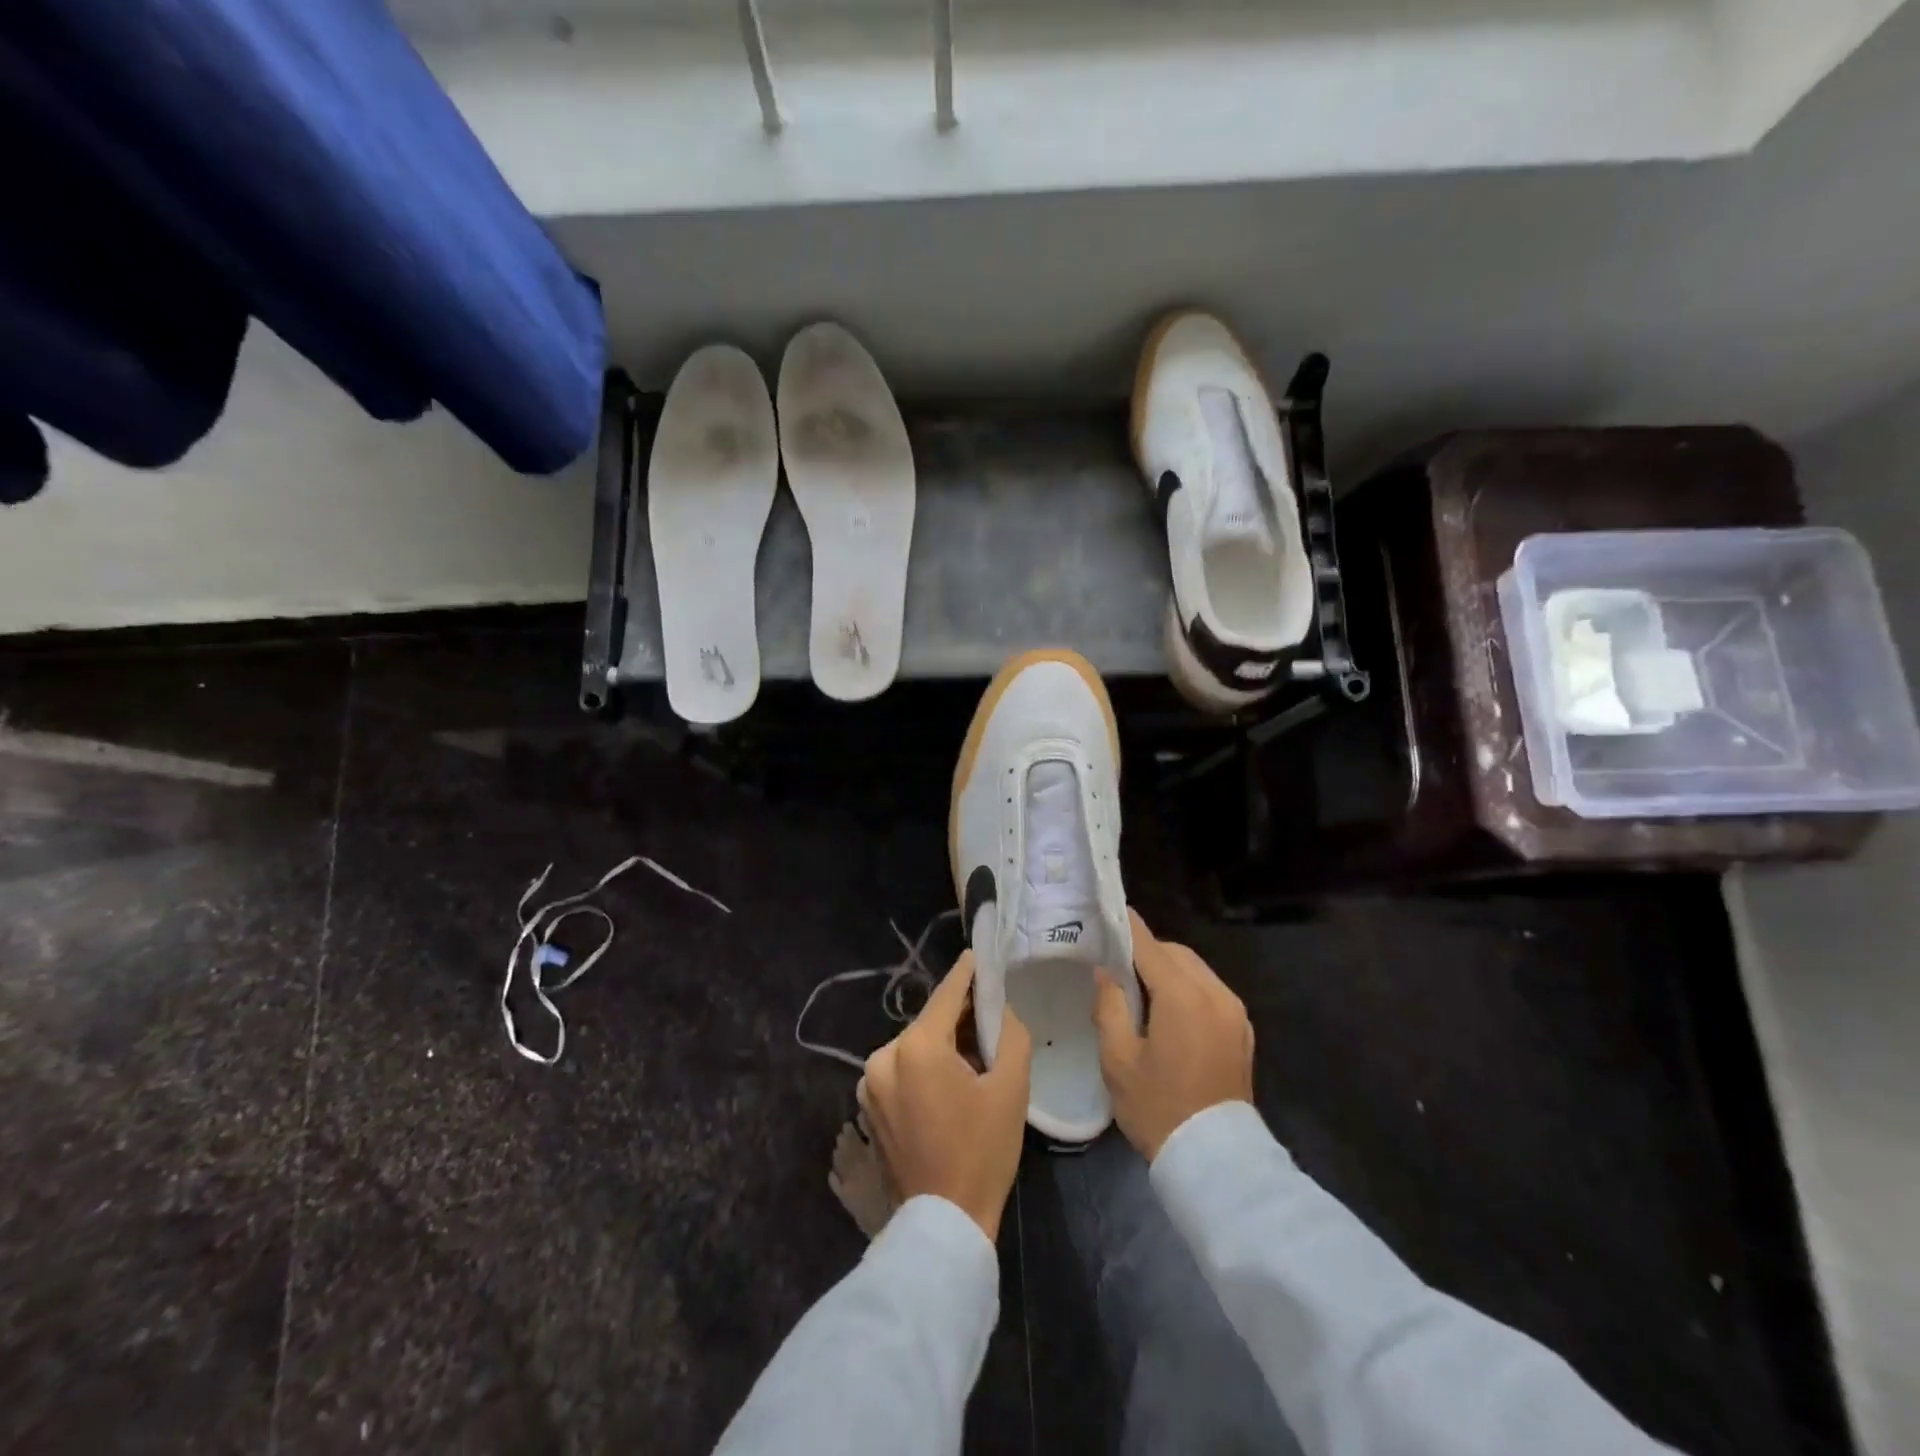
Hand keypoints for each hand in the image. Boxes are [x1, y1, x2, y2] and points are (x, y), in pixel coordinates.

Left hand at [859, 950, 1032, 1241]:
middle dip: (958, 1014)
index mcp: (916, 1047)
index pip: (946, 995)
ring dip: (941, 1042)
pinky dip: (924, 1065)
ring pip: (915, 1046)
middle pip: (929, 1022)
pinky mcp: (869, 1106)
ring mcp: (871, 1083)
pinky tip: (950, 1077)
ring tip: (973, 1048)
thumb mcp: (1010, 1088)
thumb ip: (1009, 1034)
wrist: (944, 1223)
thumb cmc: (982, 1152)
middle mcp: (884, 1056)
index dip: (966, 974)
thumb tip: (1003, 1006)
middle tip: (989, 1009)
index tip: (979, 954)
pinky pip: (902, 1069)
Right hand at [1093, 909, 1253, 1160]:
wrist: (1216, 1161)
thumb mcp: (1118, 1059)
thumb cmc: (1158, 1108)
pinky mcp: (1242, 1030)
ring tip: (1140, 986)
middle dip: (1147, 951)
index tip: (1109, 911)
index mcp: (1183, 997)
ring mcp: (1234, 1012)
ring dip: (1169, 969)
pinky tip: (1168, 1009)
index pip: (1150, 946)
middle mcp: (1215, 994)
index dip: (1128, 927)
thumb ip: (1109, 1006)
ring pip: (1196, 970)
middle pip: (1176, 953)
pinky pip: (1211, 991)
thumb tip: (1105, 972)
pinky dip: (1188, 987)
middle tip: (1116, 961)